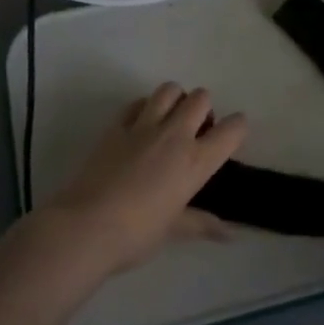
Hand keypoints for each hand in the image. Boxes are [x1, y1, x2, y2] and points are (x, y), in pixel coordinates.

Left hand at [41, 83, 246, 274]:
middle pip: (200, 98)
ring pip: (169, 90)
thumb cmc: (137, 234)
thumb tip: (229, 234)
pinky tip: (140, 125)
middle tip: (196, 129)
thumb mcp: (174, 230)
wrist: (85, 227)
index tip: (232, 135)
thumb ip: (203, 224)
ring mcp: (143, 127)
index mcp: (196, 161)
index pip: (232, 129)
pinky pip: (136, 103)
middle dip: (203, 108)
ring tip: (170, 119)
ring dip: (175, 99)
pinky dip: (144, 107)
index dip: (238, 127)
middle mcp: (175, 135)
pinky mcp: (115, 126)